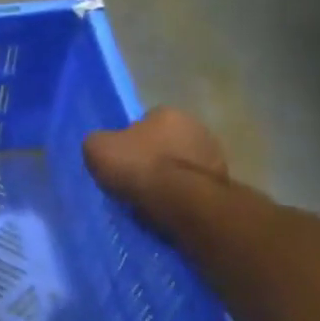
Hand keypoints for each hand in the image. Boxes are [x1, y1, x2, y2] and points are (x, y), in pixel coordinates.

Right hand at [83, 107, 227, 210]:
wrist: (179, 201)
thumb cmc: (138, 166)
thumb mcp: (97, 148)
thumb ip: (99, 141)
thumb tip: (104, 145)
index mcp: (168, 113)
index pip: (146, 120)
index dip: (130, 139)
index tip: (121, 159)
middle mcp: (197, 127)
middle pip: (166, 142)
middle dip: (153, 157)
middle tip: (134, 178)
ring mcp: (214, 156)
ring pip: (182, 165)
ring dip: (169, 177)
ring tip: (149, 198)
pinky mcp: (222, 184)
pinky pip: (192, 186)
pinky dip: (181, 195)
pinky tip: (166, 207)